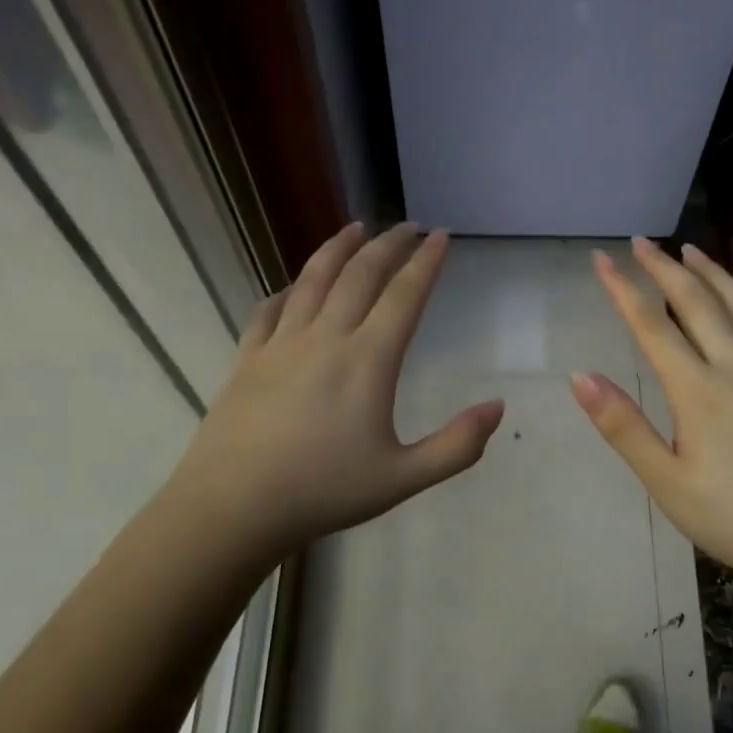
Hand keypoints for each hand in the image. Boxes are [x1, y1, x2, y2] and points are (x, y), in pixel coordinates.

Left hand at [168, 222, 503, 563]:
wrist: (233, 507)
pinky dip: (290, 288)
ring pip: (313, 279)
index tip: (441, 236)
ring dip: (339, 248)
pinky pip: (271, 309)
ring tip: (356, 228)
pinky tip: (296, 285)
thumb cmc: (323, 492)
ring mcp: (281, 344)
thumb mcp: (403, 479)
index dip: (426, 262)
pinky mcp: (248, 357)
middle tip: (408, 226)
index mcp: (367, 361)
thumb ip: (457, 446)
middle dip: (389, 244)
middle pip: (361, 274)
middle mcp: (326, 338)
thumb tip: (498, 407)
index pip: (404, 296)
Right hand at [571, 238, 732, 595]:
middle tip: (644, 242)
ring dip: (715, 275)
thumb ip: (623, 426)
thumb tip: (580, 377)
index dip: (622, 290)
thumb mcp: (666, 481)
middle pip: (698, 304)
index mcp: (698, 390)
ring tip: (694, 252)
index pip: (651, 327)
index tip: (602, 259)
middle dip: (666, 269)